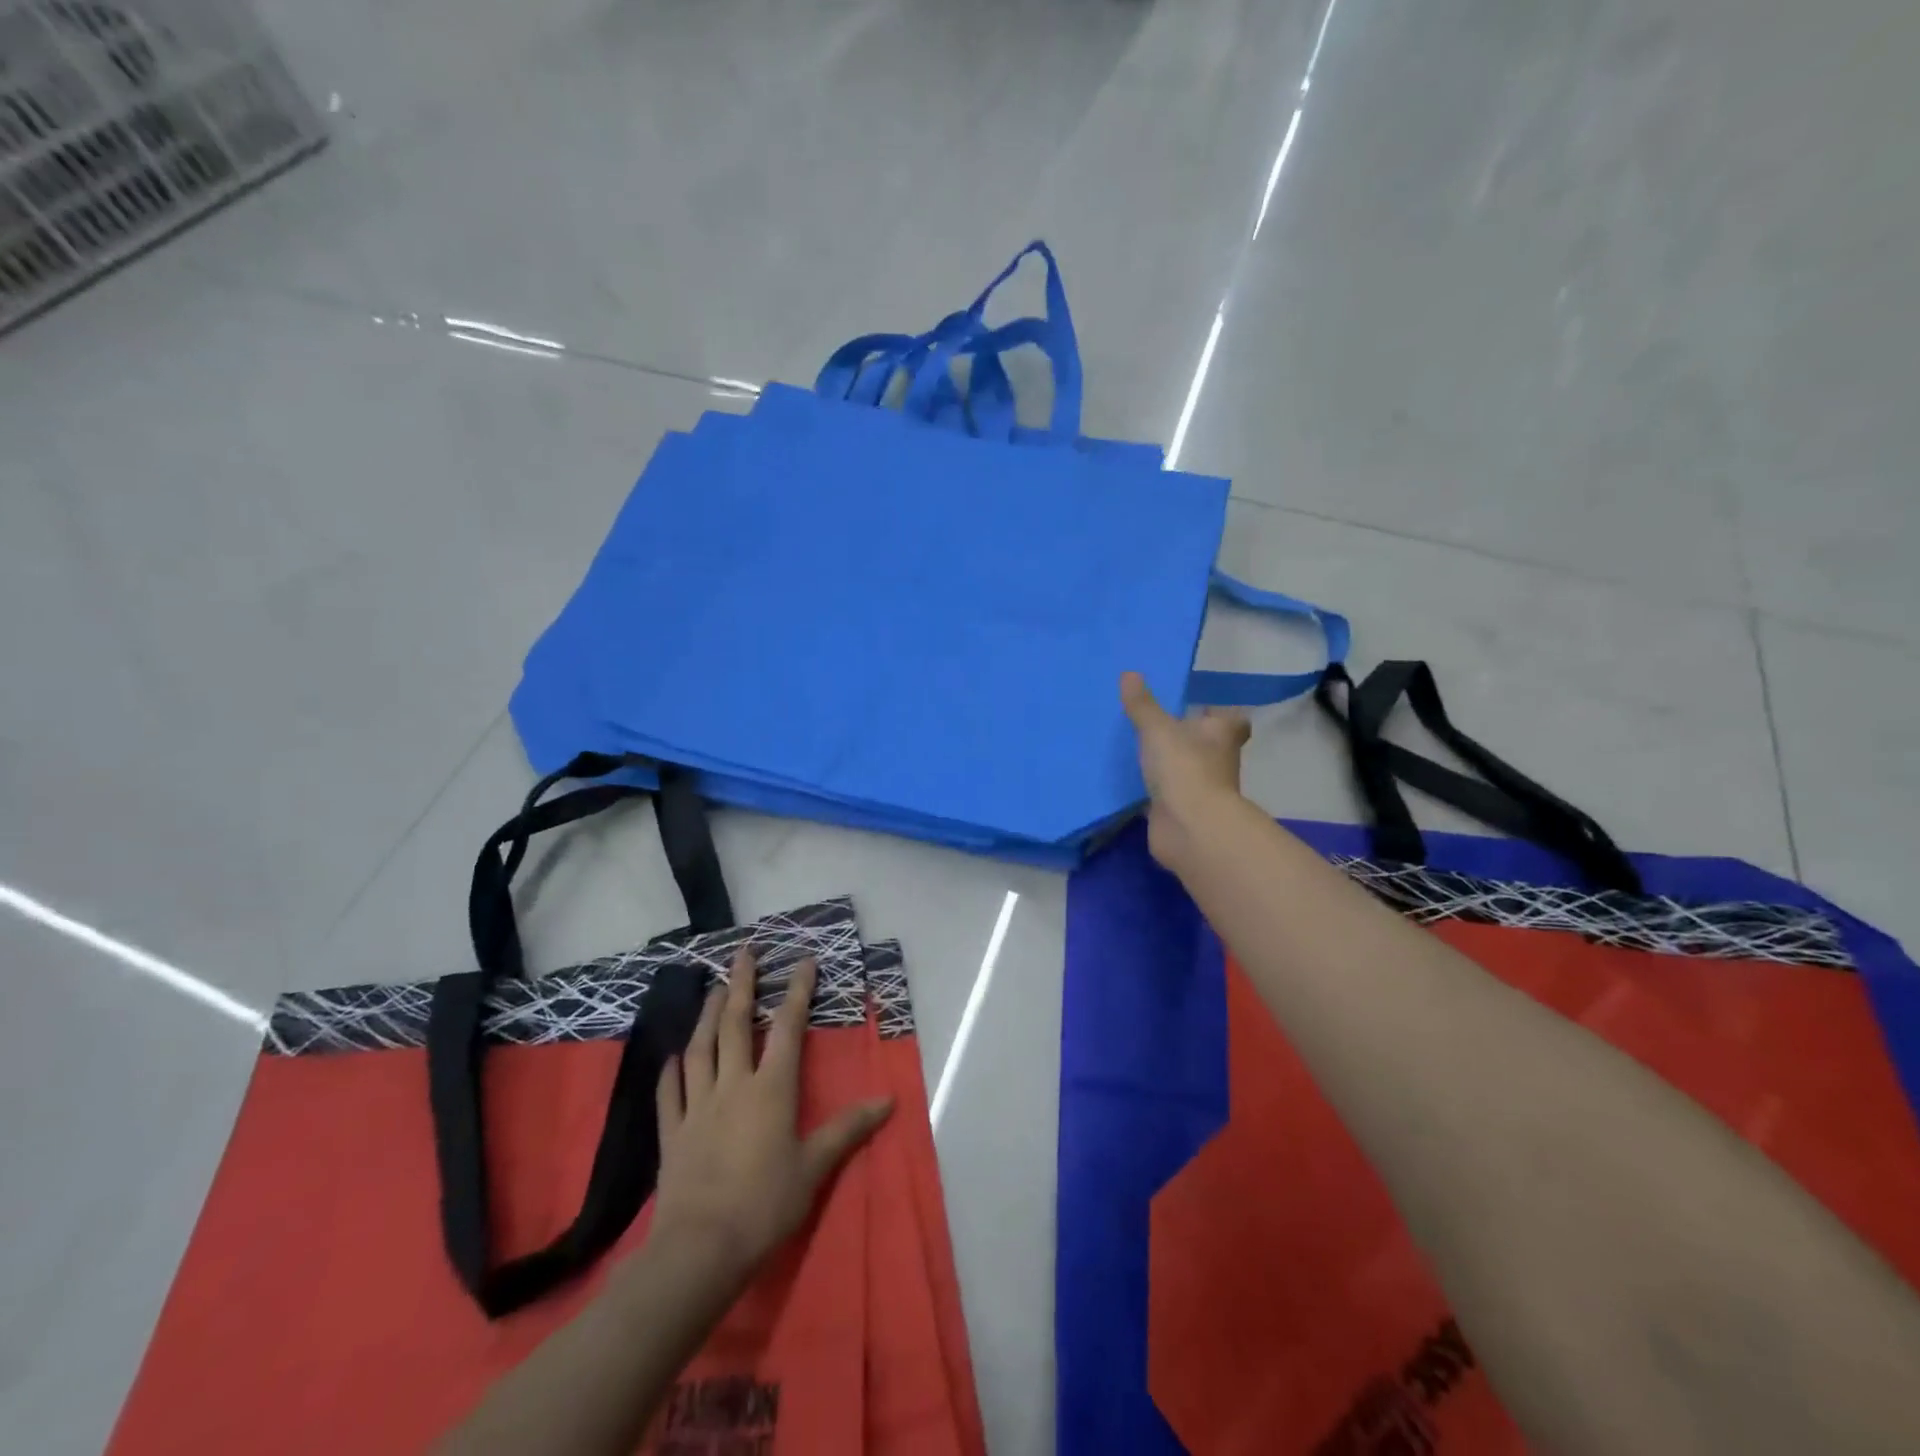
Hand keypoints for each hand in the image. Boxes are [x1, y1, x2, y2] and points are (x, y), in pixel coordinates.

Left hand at [651, 950, 891, 1287]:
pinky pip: (670, 1093)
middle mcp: (733, 1086)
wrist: (700, 1249)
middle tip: (744, 954)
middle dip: (741, 985)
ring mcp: (698, 1106)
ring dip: (707, 1015)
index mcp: (771, 1089)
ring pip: (701, 1049)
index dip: (797, 992)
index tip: (803, 961)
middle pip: (736, 1025)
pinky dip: (672, 1071)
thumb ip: (848, 1129)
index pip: (787, 1028)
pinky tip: (672, 1057)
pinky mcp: (673, 1132)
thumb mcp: (814, 1168)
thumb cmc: (764, 1205)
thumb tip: (889, 1100)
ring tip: (713, 990)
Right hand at [1120, 671, 1250, 868]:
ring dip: (1172, 764)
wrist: (1190, 827)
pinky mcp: (1183, 811)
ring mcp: (1203, 788)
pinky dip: (1156, 790)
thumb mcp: (1157, 729)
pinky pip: (1169, 795)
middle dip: (1189, 737)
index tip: (1198, 706)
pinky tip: (1134, 782)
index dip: (1217, 712)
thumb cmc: (1183, 767)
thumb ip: (1142, 704)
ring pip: (1188, 769)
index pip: (1230, 718)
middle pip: (1209, 744)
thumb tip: (1129, 673)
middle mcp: (1219, 759)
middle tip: (1159, 724)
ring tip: (1141, 750)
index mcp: (1221, 733)